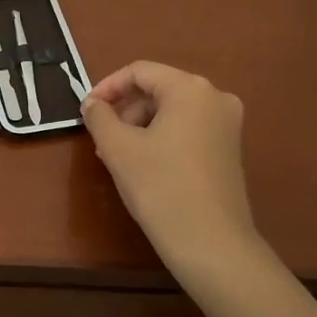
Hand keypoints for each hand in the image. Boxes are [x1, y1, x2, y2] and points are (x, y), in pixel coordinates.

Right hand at [80, 61, 260, 277]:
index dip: (107, 87)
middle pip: (158, 90)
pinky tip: (143, 166)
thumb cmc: (161, 188)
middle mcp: (215, 98)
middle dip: (125, 110)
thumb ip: (100, 117)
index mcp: (190, 89)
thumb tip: (92, 103)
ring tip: (117, 157)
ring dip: (140, 126)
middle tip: (100, 139)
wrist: (212, 244)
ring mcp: (227, 125)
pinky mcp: (229, 149)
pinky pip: (188, 130)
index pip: (140, 72)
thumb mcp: (118, 149)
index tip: (86, 111)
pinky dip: (162, 139)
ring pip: (172, 112)